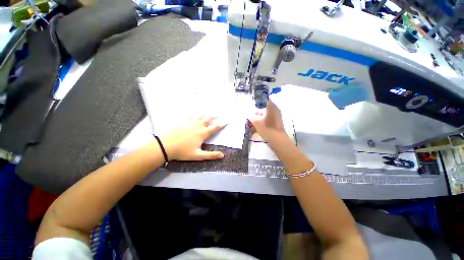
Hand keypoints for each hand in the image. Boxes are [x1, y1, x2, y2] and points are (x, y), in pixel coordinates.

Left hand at [160, 116, 225, 160]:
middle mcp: (198, 125)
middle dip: (213, 117)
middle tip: (217, 114)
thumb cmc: (183, 151)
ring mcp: (190, 122)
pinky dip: (195, 115)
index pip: (215, 127)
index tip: (225, 121)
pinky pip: (191, 116)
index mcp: (203, 133)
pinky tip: (194, 115)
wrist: (166, 146)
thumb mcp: (198, 155)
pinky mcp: (183, 121)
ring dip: (205, 114)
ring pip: (200, 115)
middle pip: (208, 118)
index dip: (221, 124)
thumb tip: (222, 155)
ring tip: (208, 112)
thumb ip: (211, 155)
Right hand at [248, 100, 285, 140]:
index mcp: (271, 107)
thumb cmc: (267, 129)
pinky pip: (267, 119)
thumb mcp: (256, 122)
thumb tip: (247, 113)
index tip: (250, 106)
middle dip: (255, 113)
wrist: (278, 140)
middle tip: (249, 117)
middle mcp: (275, 109)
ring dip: (257, 119)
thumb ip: (250, 116)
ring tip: (251, 125)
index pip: (263, 99)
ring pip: (264, 114)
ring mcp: (276, 116)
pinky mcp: (276, 122)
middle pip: (263, 108)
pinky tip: (255, 129)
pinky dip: (261, 122)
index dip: (256, 101)